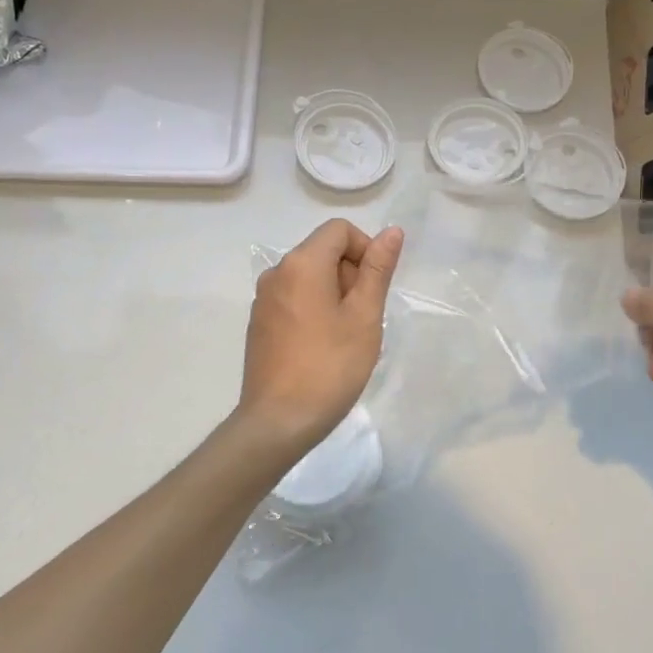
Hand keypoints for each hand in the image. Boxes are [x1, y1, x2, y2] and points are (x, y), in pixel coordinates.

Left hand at [232, 219, 402, 463]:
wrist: (278, 422)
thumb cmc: (330, 366)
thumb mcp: (364, 315)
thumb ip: (378, 269)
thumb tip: (392, 231)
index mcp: (302, 263)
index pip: (339, 230)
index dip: (365, 249)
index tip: (374, 288)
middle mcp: (276, 272)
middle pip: (323, 251)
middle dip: (350, 274)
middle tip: (363, 317)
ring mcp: (263, 299)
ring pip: (309, 276)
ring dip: (334, 294)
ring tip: (346, 335)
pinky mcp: (259, 323)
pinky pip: (294, 298)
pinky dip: (314, 309)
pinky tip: (323, 347)